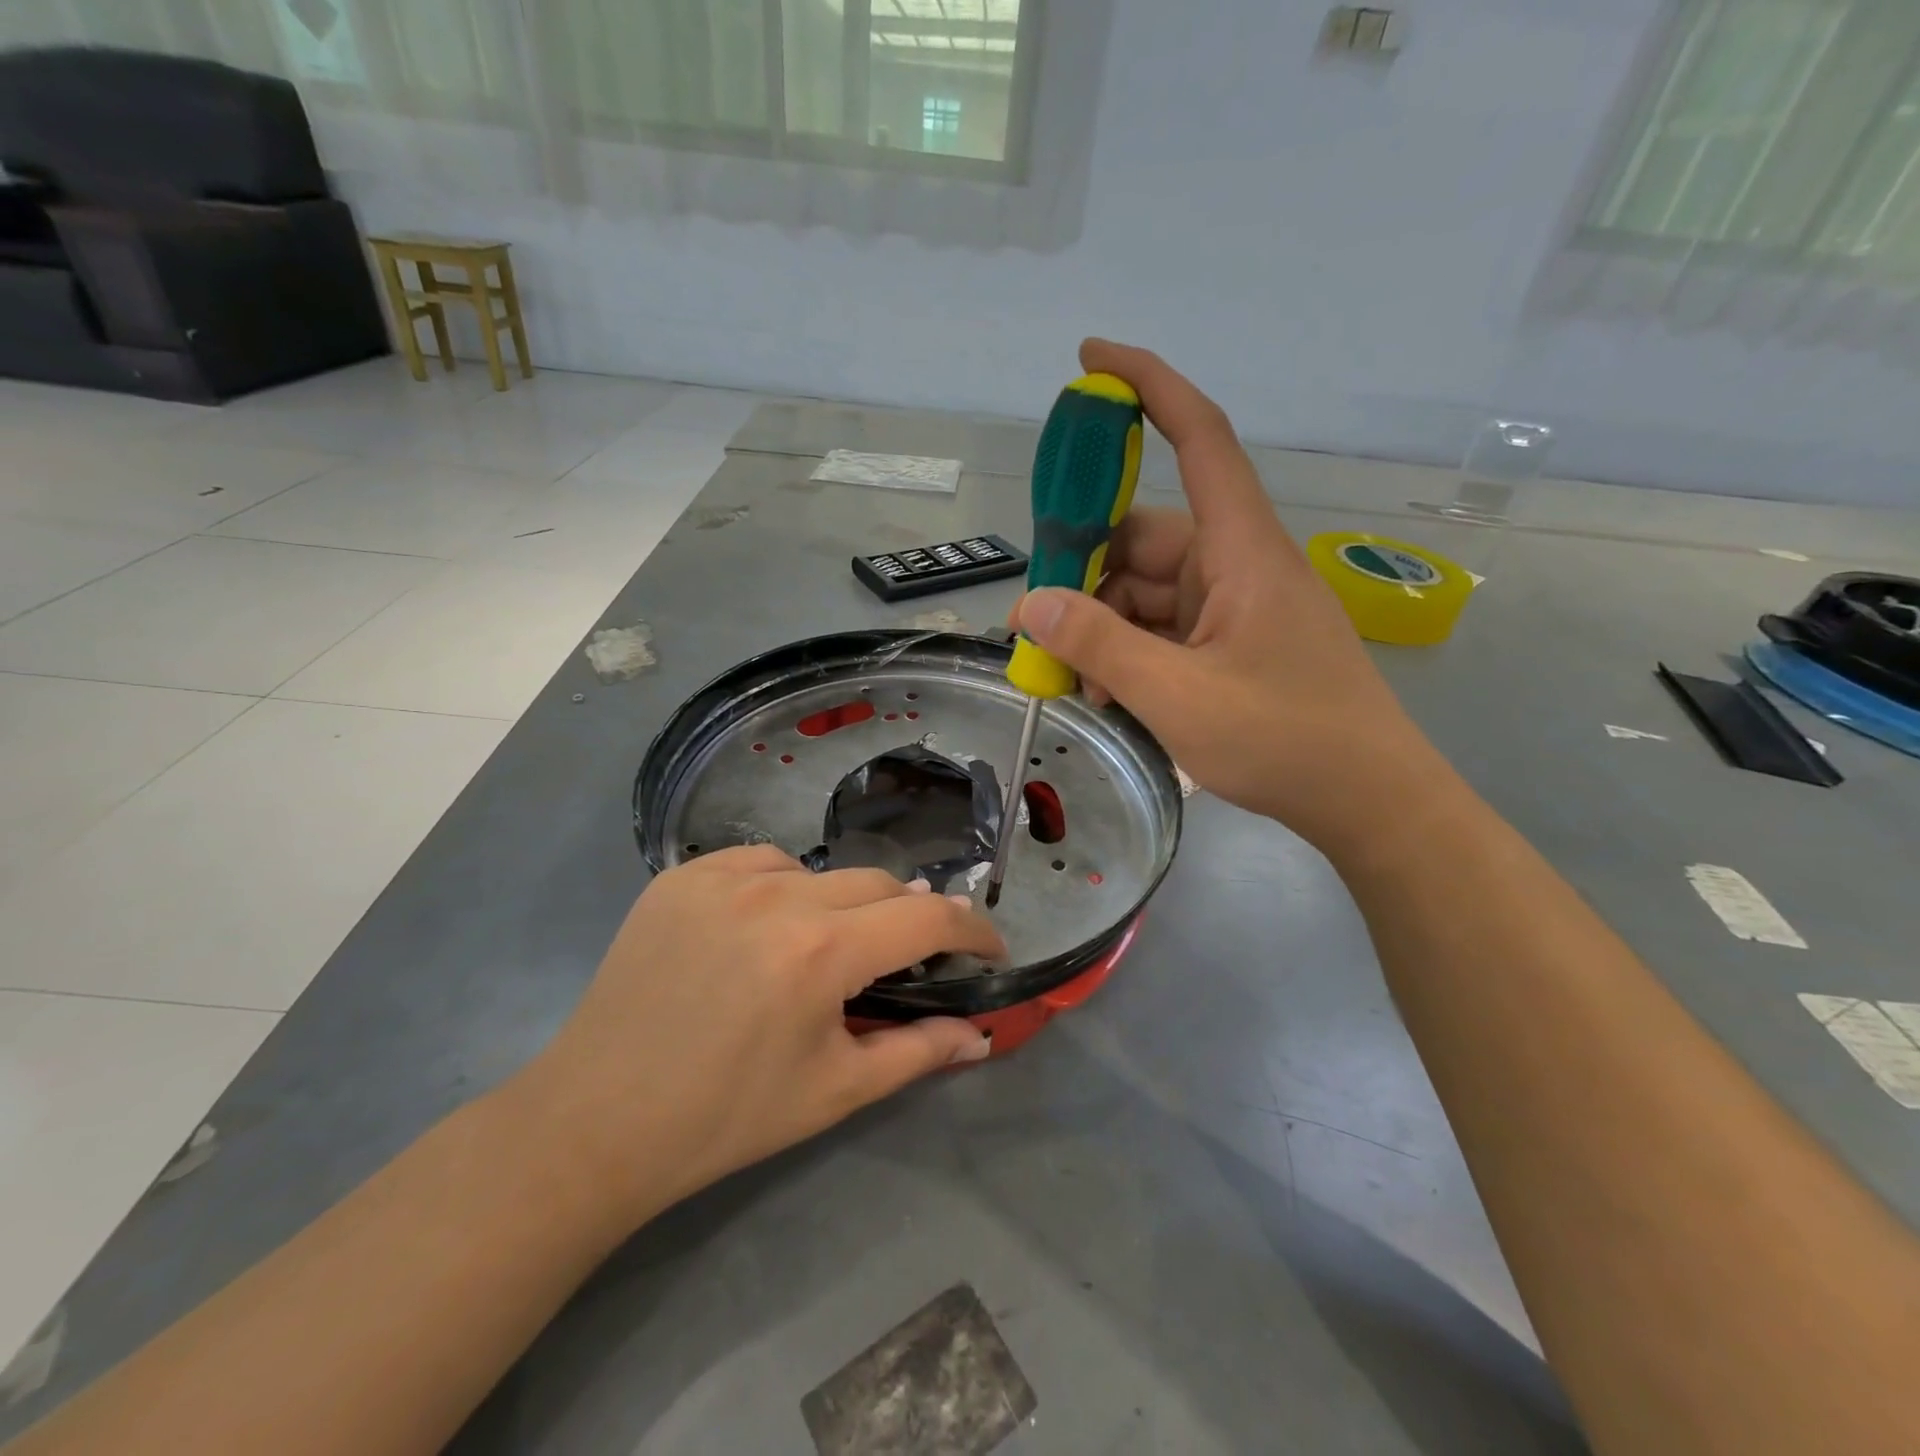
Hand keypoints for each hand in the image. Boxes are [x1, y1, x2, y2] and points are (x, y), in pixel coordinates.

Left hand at [508, 846, 1004, 1227]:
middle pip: (878, 884)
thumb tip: (982, 1035)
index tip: (989, 948)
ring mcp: (722, 876)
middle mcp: (777, 895)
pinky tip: (764, 927)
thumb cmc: (726, 1117)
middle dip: (908, 917)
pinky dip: (782, 887)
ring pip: (820, 871)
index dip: (972, 929)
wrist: (597, 1121)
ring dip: (842, 904)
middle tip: (907, 958)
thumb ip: (919, 1052)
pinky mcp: (681, 875)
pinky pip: (759, 861)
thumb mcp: (834, 1090)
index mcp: (821, 952)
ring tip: (825, 949)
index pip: (926, 916)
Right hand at [1017, 338, 1448, 858]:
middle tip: (1040, 625)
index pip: (1198, 438)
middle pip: (1145, 537)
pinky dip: (1130, 652)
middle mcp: (1236, 564)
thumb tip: (1032, 604)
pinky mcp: (1232, 642)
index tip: (1091, 359)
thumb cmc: (1286, 740)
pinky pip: (1164, 627)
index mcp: (1241, 550)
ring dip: (1104, 629)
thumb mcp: (1178, 696)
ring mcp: (1234, 606)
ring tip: (1078, 685)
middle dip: (1087, 576)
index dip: (1147, 386)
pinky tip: (1110, 695)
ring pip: (1146, 591)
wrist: (1368, 801)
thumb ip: (1100, 647)